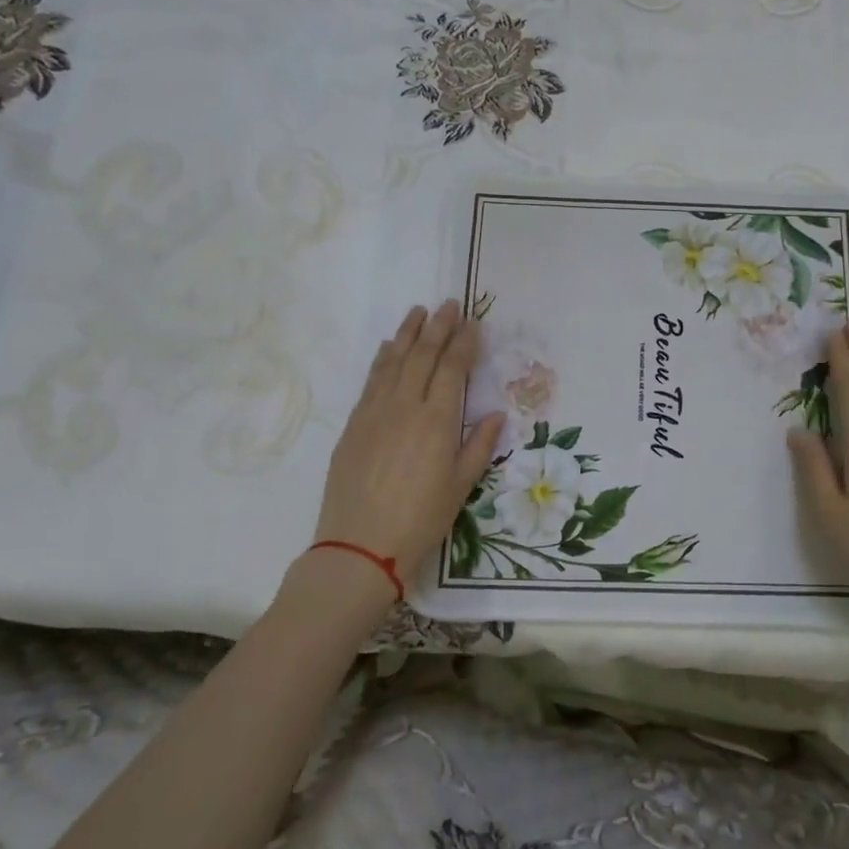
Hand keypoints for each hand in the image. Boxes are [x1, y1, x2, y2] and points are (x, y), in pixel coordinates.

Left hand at [311, 301, 503, 589]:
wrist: (360, 545)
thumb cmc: (420, 519)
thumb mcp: (461, 486)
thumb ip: (478, 445)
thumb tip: (494, 415)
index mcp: (437, 420)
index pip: (453, 369)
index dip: (464, 344)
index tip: (473, 324)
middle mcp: (405, 406)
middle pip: (423, 356)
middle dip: (438, 327)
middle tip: (449, 304)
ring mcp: (375, 412)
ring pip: (393, 362)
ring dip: (408, 334)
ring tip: (418, 312)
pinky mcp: (354, 424)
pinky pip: (371, 380)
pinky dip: (382, 358)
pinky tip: (388, 348)